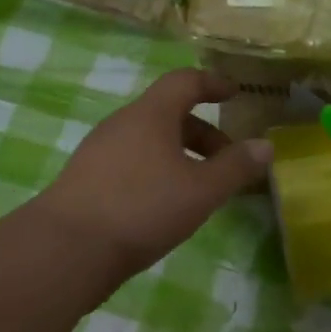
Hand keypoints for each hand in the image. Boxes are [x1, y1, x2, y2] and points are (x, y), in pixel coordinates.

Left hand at [40, 69, 271, 279]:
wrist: (64, 250)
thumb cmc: (141, 208)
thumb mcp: (201, 190)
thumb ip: (235, 167)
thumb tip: (266, 146)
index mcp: (150, 114)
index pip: (185, 81)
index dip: (213, 83)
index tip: (234, 94)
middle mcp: (122, 123)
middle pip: (168, 113)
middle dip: (203, 132)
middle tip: (226, 160)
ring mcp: (98, 151)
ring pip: (149, 140)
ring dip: (179, 154)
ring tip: (199, 189)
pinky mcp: (85, 179)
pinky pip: (131, 161)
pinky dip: (156, 170)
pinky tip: (163, 206)